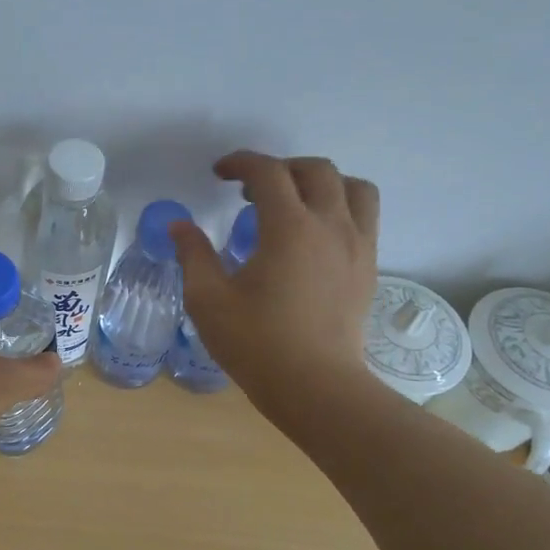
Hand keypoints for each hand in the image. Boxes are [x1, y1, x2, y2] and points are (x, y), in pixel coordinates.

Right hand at [170, 152, 381, 414]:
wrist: (315, 386)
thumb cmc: (256, 343)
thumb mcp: (208, 300)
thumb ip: (193, 255)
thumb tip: (180, 226)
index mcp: (289, 228)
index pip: (268, 173)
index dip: (241, 163)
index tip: (219, 174)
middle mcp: (330, 225)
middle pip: (315, 170)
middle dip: (280, 169)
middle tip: (250, 191)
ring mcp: (357, 245)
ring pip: (352, 187)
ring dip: (321, 182)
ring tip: (294, 202)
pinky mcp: (369, 267)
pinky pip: (364, 217)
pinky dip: (341, 207)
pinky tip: (315, 235)